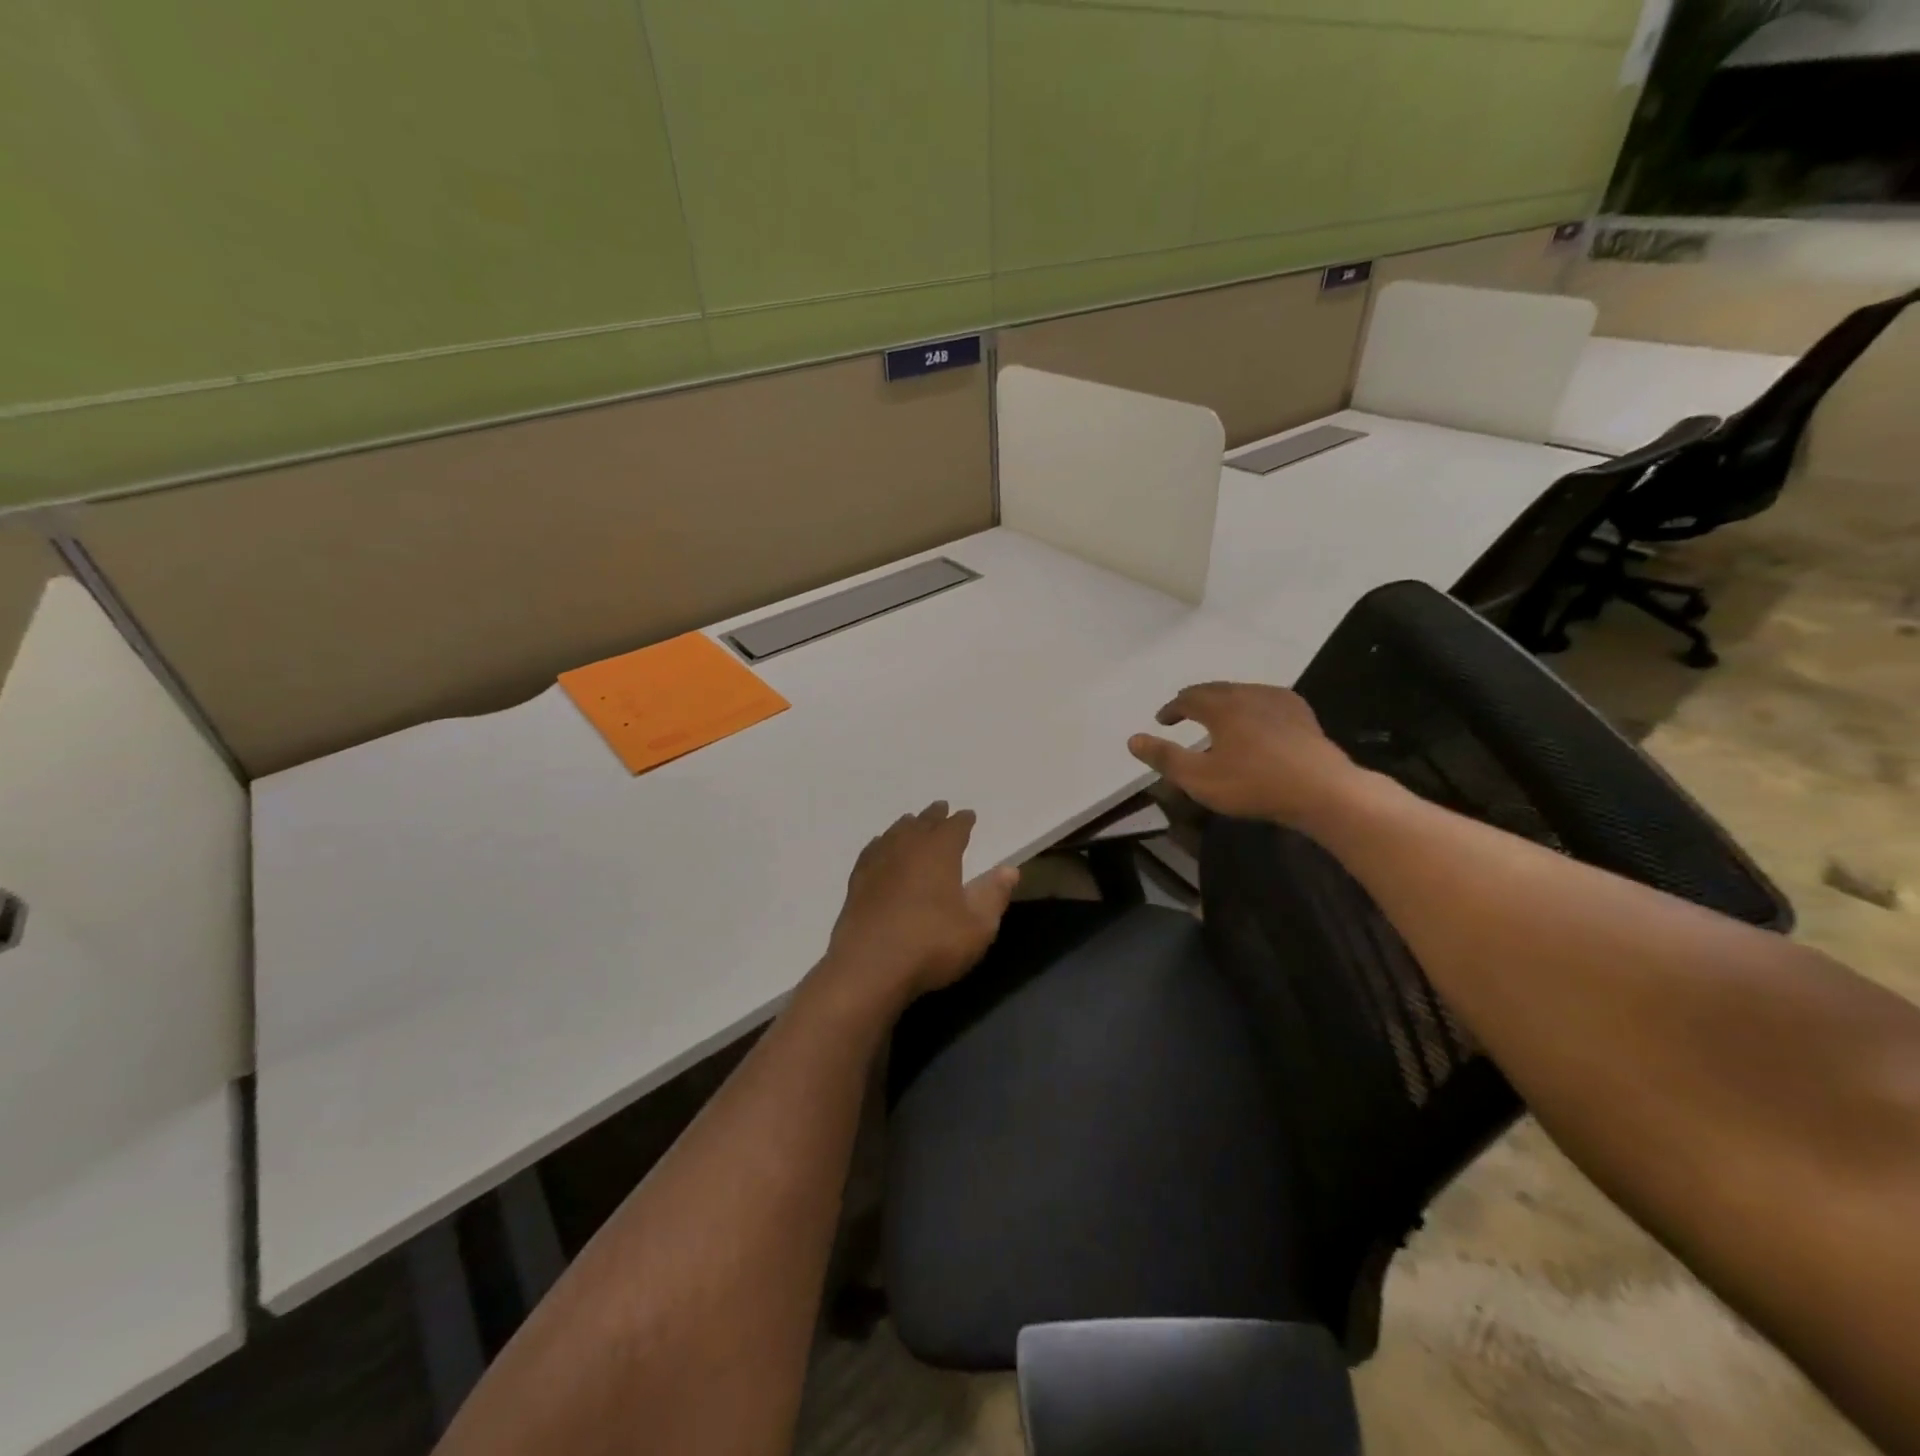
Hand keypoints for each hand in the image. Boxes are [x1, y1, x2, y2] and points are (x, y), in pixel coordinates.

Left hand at [822, 802, 1019, 1008]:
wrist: (869, 967)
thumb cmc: (931, 944)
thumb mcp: (977, 926)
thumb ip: (993, 895)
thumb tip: (1010, 869)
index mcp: (939, 851)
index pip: (954, 827)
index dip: (963, 820)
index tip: (968, 816)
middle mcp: (907, 847)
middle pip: (922, 823)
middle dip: (934, 815)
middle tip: (941, 808)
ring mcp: (878, 862)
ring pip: (895, 833)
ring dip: (907, 825)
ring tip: (912, 822)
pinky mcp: (857, 882)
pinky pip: (872, 851)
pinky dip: (881, 844)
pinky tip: (880, 847)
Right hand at [1127, 682, 1364, 826]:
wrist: (1322, 790)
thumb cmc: (1253, 784)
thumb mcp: (1199, 778)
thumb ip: (1164, 758)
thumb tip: (1133, 739)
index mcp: (1221, 706)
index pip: (1188, 698)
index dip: (1172, 708)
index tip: (1162, 720)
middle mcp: (1248, 694)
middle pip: (1215, 689)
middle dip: (1195, 700)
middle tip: (1184, 712)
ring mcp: (1279, 701)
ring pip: (1241, 693)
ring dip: (1223, 702)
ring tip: (1217, 718)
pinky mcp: (1301, 714)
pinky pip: (1266, 701)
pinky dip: (1250, 707)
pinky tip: (1256, 722)